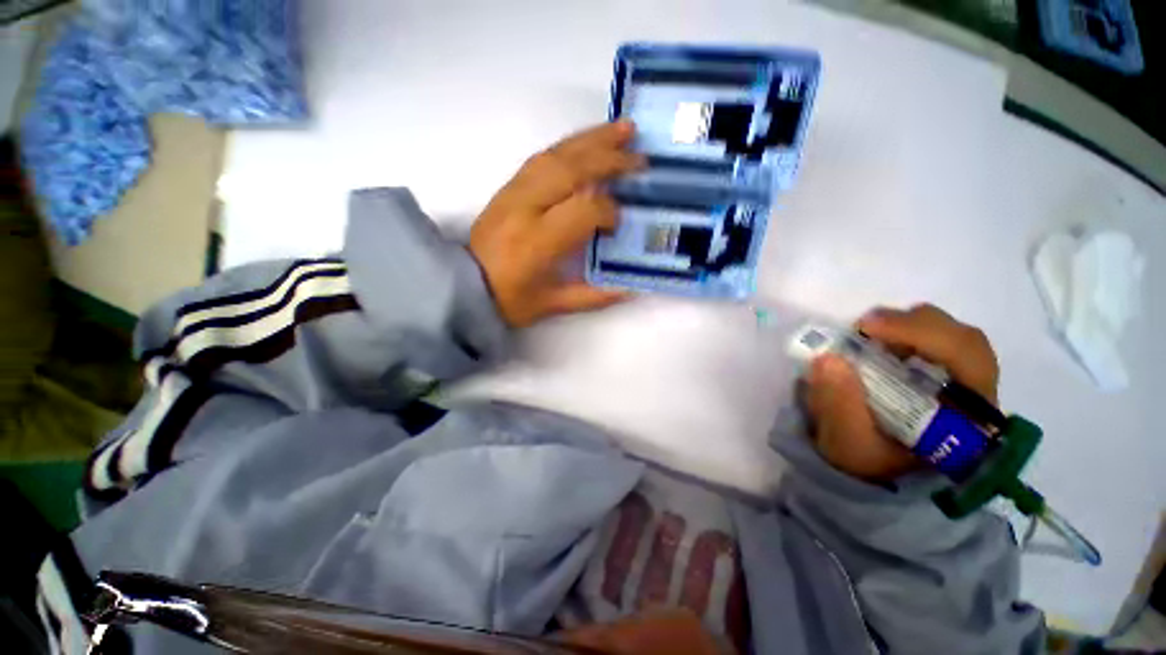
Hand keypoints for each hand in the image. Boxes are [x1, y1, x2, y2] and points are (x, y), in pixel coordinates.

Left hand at [469, 122, 643, 327]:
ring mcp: (513, 192)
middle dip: (609, 158)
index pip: (583, 210)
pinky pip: (540, 157)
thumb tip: (630, 288)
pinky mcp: (507, 187)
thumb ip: (592, 296)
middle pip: (571, 170)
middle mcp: (525, 208)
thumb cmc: (509, 300)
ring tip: (622, 129)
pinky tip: (586, 142)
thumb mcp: (551, 305)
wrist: (461, 285)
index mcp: (538, 242)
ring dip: (591, 140)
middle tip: (640, 155)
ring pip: (555, 155)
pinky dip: (568, 146)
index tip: (620, 222)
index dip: (608, 212)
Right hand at [806, 304, 999, 482]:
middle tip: (863, 326)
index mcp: (967, 419)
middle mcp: (975, 396)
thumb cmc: (867, 462)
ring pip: (951, 334)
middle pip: (964, 340)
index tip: (868, 328)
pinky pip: (934, 339)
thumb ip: (838, 407)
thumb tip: (827, 359)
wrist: (873, 471)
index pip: (967, 360)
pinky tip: (876, 339)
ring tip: (866, 333)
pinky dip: (903, 331)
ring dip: (907, 326)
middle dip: (913, 325)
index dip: (923, 334)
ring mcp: (961, 382)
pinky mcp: (941, 373)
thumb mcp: (847, 444)